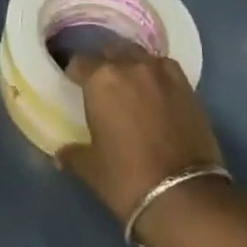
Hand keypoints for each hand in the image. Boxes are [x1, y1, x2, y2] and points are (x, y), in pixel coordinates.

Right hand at [59, 45, 226, 246]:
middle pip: (112, 51)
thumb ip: (74, 154)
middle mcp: (131, 65)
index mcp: (102, 80)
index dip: (75, 72)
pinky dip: (155, 74)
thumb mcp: (92, 169)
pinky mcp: (186, 84)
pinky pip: (163, 67)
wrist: (185, 195)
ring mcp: (162, 72)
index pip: (81, 62)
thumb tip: (61, 154)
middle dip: (104, 63)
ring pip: (139, 55)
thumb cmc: (128, 179)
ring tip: (129, 85)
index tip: (74, 83)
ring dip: (130, 64)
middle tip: (101, 84)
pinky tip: (154, 91)